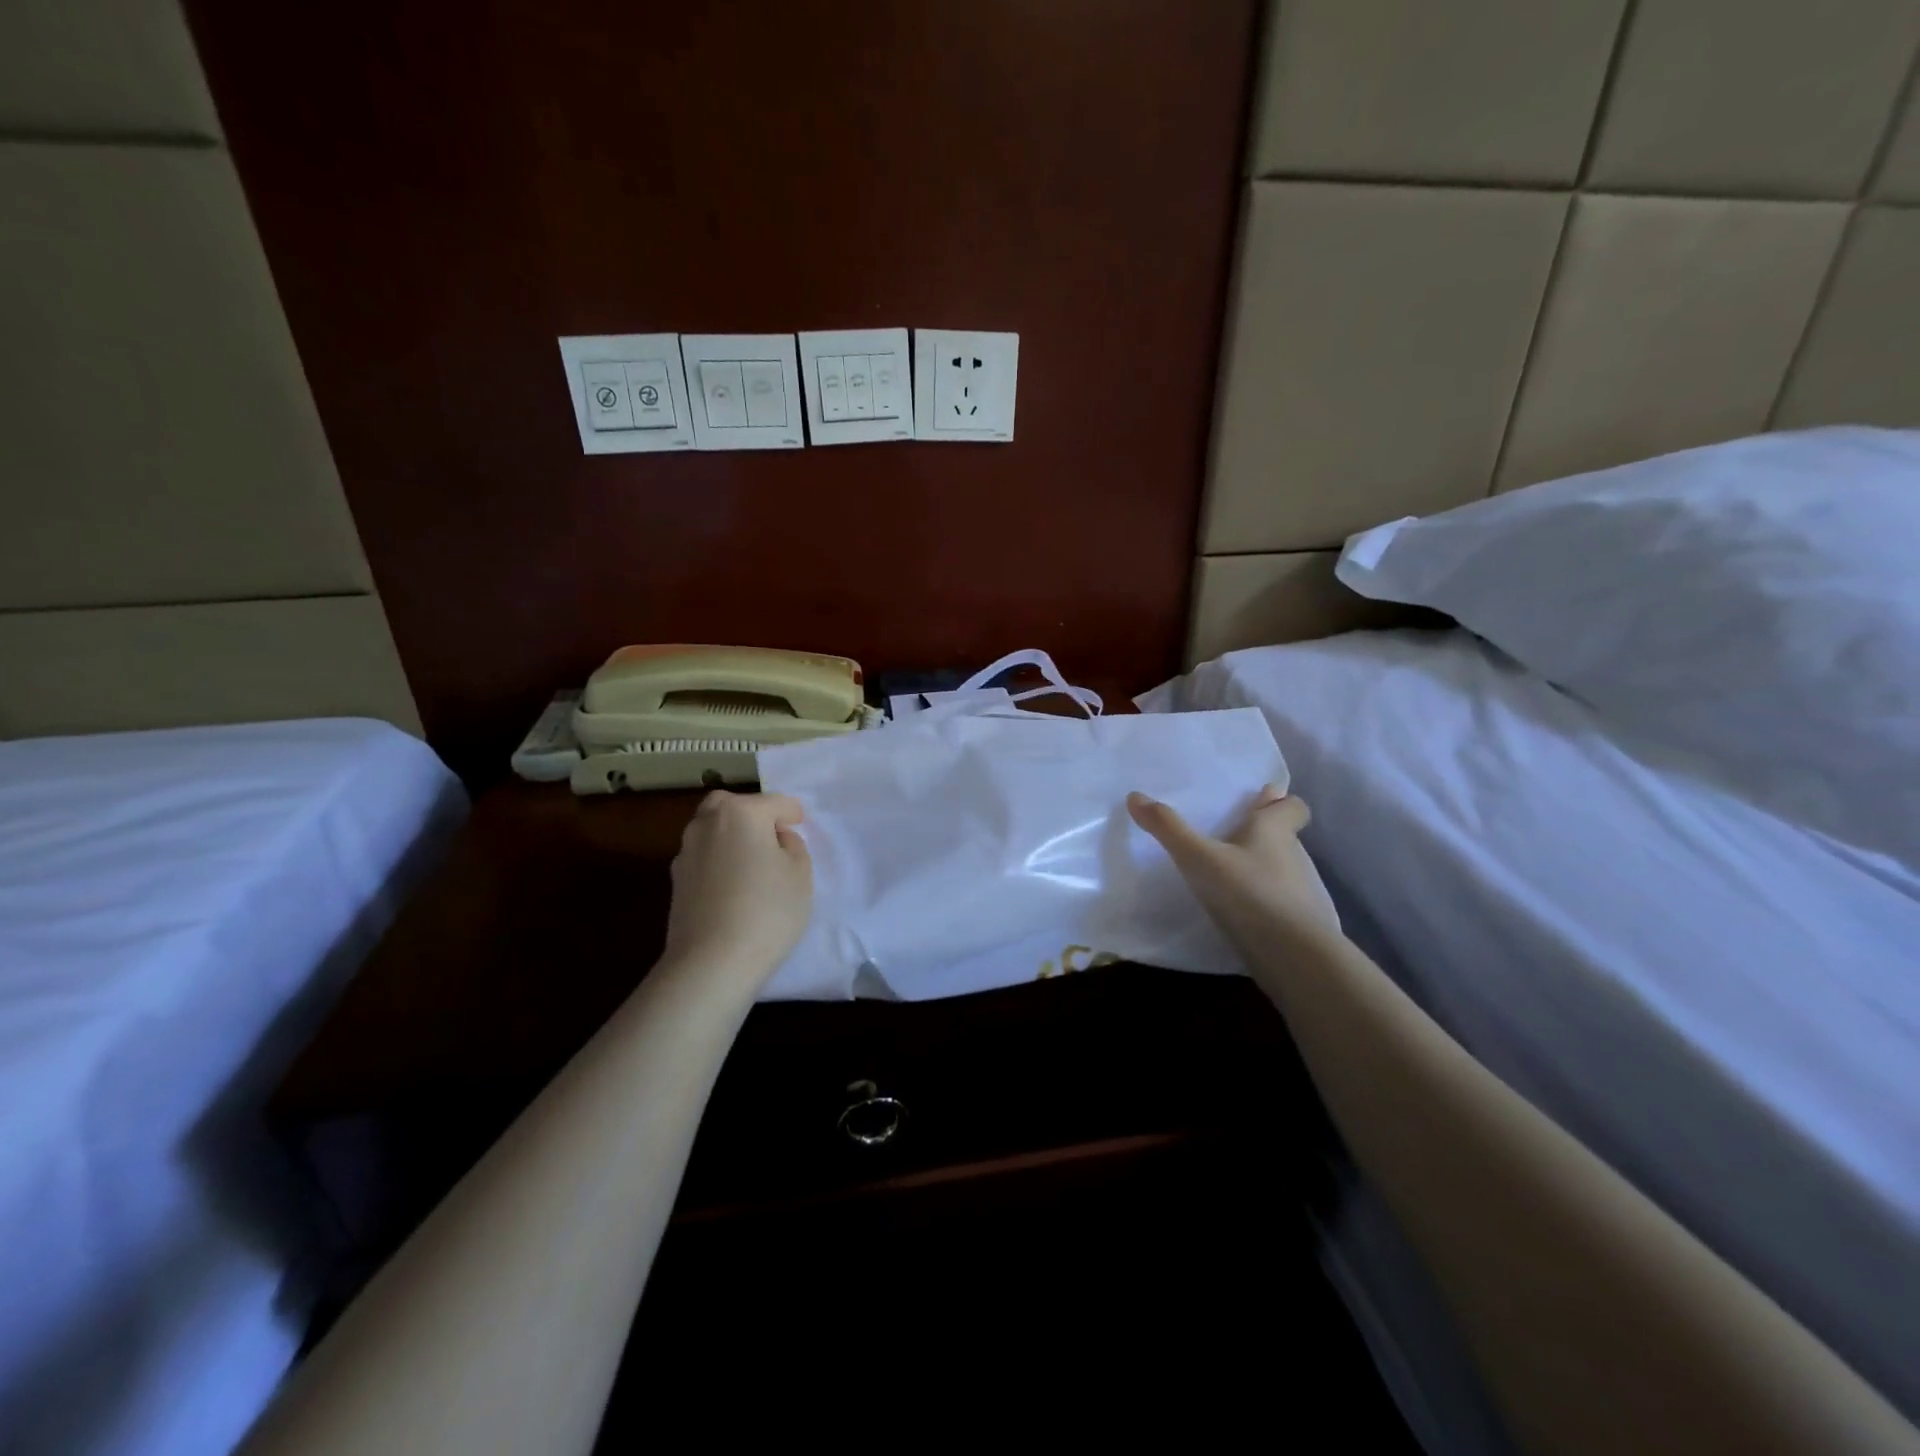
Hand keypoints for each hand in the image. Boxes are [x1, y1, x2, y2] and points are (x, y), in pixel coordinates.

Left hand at [661, 791, 812, 988]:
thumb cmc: (767, 910)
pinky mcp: (676, 882)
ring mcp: (686, 852)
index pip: (774, 802)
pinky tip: (733, 884)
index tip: (800, 822)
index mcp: (740, 812)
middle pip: (731, 806)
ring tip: (752, 862)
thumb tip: (776, 839)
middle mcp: (707, 823)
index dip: (792, 812)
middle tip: (771, 836)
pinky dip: (719, 860)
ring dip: (731, 837)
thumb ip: (793, 847)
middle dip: (752, 814)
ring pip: (711, 830)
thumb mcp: (800, 874)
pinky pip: (703, 857)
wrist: (711, 962)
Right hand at [1127, 785, 1339, 947]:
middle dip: (1261, 836)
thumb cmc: (1248, 892)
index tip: (1259, 804)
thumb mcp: (1198, 858)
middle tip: (1227, 838)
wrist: (1295, 957)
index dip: (1279, 803)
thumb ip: (1168, 828)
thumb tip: (1135, 796)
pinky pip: (1281, 903)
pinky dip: (1264, 903)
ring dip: (1260, 870)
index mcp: (1274, 831)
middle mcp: (1295, 856)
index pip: (1293, 806)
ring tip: (1226, 877)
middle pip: (1284, 837)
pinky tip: (1239, 913)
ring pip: (1282, 870)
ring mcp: (1302, 892)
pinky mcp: (1300, 924)